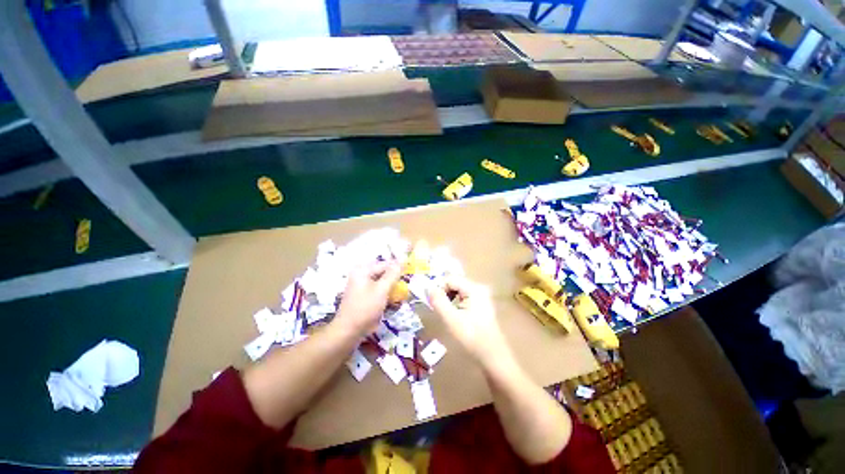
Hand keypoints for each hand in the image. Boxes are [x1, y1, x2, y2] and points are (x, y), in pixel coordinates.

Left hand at [335, 261, 400, 334]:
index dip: (398, 267)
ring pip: (381, 283)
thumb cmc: (365, 308)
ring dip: (391, 288)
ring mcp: (361, 287)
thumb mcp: (382, 290)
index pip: (385, 264)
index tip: (410, 272)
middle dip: (395, 279)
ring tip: (401, 295)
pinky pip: (377, 291)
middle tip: (405, 286)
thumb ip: (393, 274)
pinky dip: (385, 295)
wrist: (348, 332)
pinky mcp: (363, 297)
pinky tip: (392, 302)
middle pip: (382, 273)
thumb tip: (402, 260)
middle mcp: (361, 276)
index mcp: (363, 271)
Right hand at [427, 276, 511, 365]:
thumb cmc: (472, 338)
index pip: (450, 278)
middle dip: (444, 293)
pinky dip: (456, 302)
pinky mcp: (481, 303)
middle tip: (439, 309)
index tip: (433, 303)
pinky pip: (464, 296)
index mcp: (474, 288)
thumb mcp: (451, 319)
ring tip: (446, 313)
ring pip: (458, 289)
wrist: (493, 357)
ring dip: (449, 298)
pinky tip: (455, 314)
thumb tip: (428, 288)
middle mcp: (479, 287)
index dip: (439, 288)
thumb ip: (438, 301)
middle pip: (454, 282)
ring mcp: (482, 295)